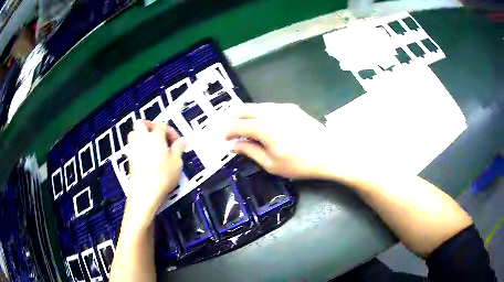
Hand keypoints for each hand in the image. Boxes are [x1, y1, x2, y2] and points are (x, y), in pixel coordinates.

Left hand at [125, 120, 185, 225]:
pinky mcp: (130, 159)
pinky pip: (132, 146)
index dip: (170, 131)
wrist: (145, 192)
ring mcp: (133, 148)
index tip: (177, 142)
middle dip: (149, 126)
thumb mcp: (177, 162)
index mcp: (155, 137)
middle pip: (141, 123)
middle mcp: (142, 139)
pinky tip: (147, 156)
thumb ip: (179, 148)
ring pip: (134, 133)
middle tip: (158, 135)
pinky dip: (138, 146)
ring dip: (141, 135)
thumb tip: (183, 140)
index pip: (161, 125)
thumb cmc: (163, 175)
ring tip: (151, 145)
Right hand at [225, 103, 333, 179]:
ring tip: (246, 129)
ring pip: (257, 106)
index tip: (224, 139)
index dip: (228, 131)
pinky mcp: (292, 108)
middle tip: (232, 132)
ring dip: (247, 116)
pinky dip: (260, 114)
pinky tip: (264, 125)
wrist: (330, 153)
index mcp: (264, 127)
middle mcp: (271, 111)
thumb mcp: (271, 164)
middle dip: (234, 119)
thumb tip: (234, 146)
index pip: (238, 125)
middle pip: (245, 109)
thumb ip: (250, 152)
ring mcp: (283, 107)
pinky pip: (269, 107)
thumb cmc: (300, 164)